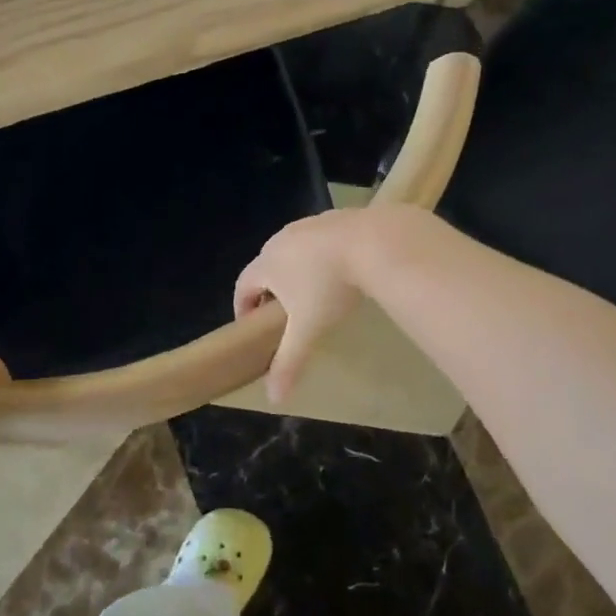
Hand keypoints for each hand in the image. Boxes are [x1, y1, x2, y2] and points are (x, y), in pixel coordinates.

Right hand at [235, 209, 375, 403]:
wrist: (372, 242)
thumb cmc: (330, 287)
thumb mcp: (307, 329)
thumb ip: (288, 362)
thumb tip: (273, 398)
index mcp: (267, 263)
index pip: (243, 285)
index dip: (243, 307)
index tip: (251, 327)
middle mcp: (280, 240)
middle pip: (265, 265)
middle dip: (269, 289)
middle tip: (282, 314)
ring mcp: (307, 225)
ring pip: (291, 250)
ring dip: (294, 270)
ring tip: (311, 292)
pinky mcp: (332, 217)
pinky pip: (316, 240)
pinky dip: (319, 256)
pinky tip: (338, 269)